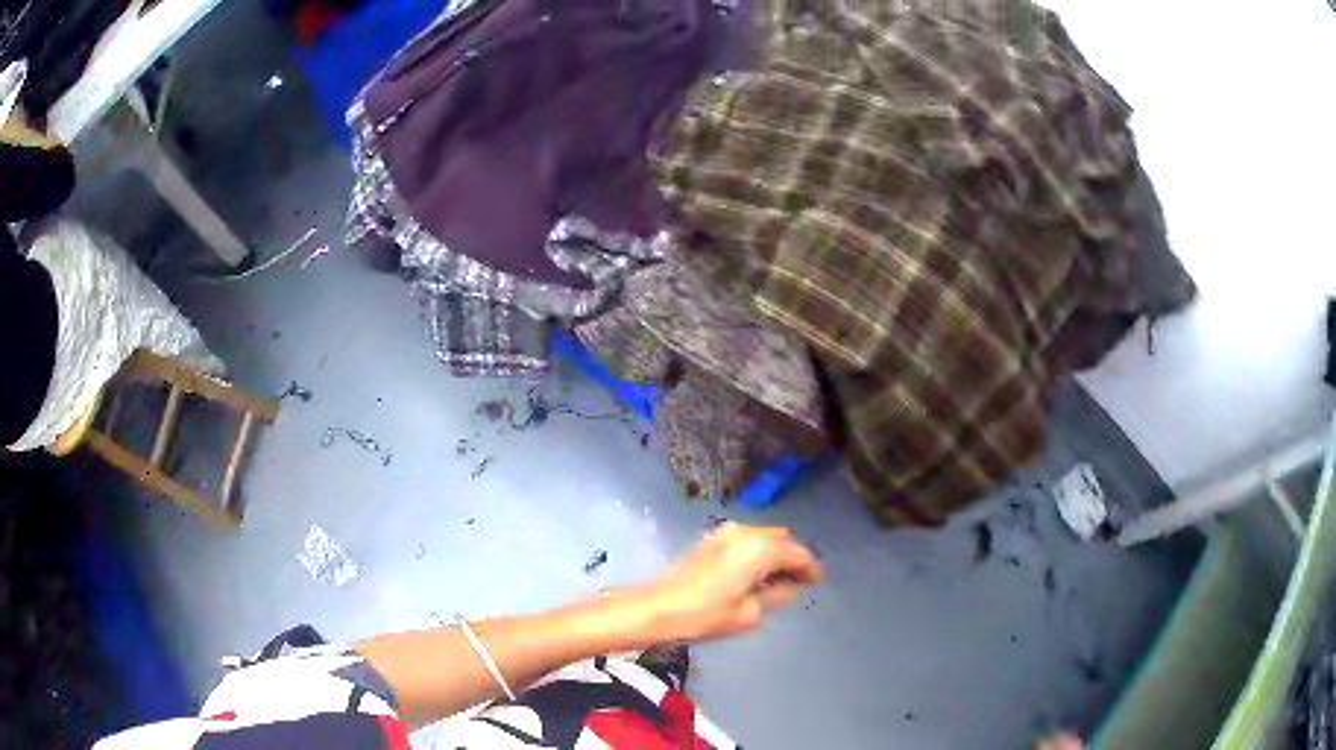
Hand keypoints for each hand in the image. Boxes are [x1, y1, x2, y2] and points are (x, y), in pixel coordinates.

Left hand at [642, 524, 821, 642]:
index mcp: (759, 549)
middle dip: (792, 557)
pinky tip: (751, 574)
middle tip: (797, 581)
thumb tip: (791, 584)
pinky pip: (743, 540)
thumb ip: (777, 594)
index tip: (815, 582)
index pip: (797, 553)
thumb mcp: (749, 612)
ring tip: (775, 580)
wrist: (656, 609)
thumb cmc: (705, 615)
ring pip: (761, 537)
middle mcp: (744, 533)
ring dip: (773, 553)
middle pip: (780, 539)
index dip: (810, 567)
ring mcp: (724, 533)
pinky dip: (755, 552)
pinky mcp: (708, 541)